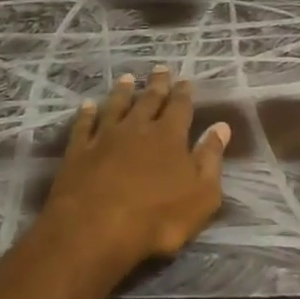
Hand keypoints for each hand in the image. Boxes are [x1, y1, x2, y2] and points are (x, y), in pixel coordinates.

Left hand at [42, 66, 231, 267]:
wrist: (95, 230)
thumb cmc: (158, 217)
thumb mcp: (201, 194)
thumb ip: (211, 158)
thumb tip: (222, 127)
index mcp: (170, 137)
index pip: (180, 107)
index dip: (183, 93)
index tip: (185, 80)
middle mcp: (138, 128)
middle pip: (149, 100)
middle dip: (157, 84)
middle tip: (159, 68)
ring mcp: (105, 138)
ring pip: (116, 106)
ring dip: (122, 91)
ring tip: (127, 78)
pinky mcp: (78, 152)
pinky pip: (84, 126)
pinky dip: (87, 113)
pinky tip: (88, 105)